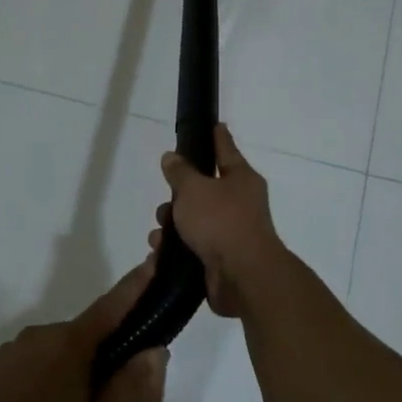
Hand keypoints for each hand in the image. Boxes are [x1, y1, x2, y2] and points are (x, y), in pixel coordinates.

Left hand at [0, 262, 166, 401]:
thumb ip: (128, 385)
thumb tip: (154, 350)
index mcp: (69, 344)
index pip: (110, 307)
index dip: (134, 287)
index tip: (151, 262)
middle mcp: (37, 335)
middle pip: (79, 338)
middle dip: (94, 358)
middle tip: (101, 401)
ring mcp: (7, 352)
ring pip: (49, 354)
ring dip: (62, 373)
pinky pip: (22, 367)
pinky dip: (34, 383)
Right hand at [152, 124, 286, 317]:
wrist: (242, 276)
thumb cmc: (221, 222)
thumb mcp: (194, 189)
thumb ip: (180, 172)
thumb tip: (172, 157)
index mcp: (241, 180)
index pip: (226, 150)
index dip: (217, 137)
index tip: (215, 125)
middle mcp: (240, 204)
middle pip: (204, 191)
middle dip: (178, 197)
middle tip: (165, 204)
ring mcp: (231, 233)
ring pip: (195, 221)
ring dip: (173, 226)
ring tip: (159, 236)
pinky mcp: (220, 260)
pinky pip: (192, 247)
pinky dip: (176, 249)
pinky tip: (160, 253)